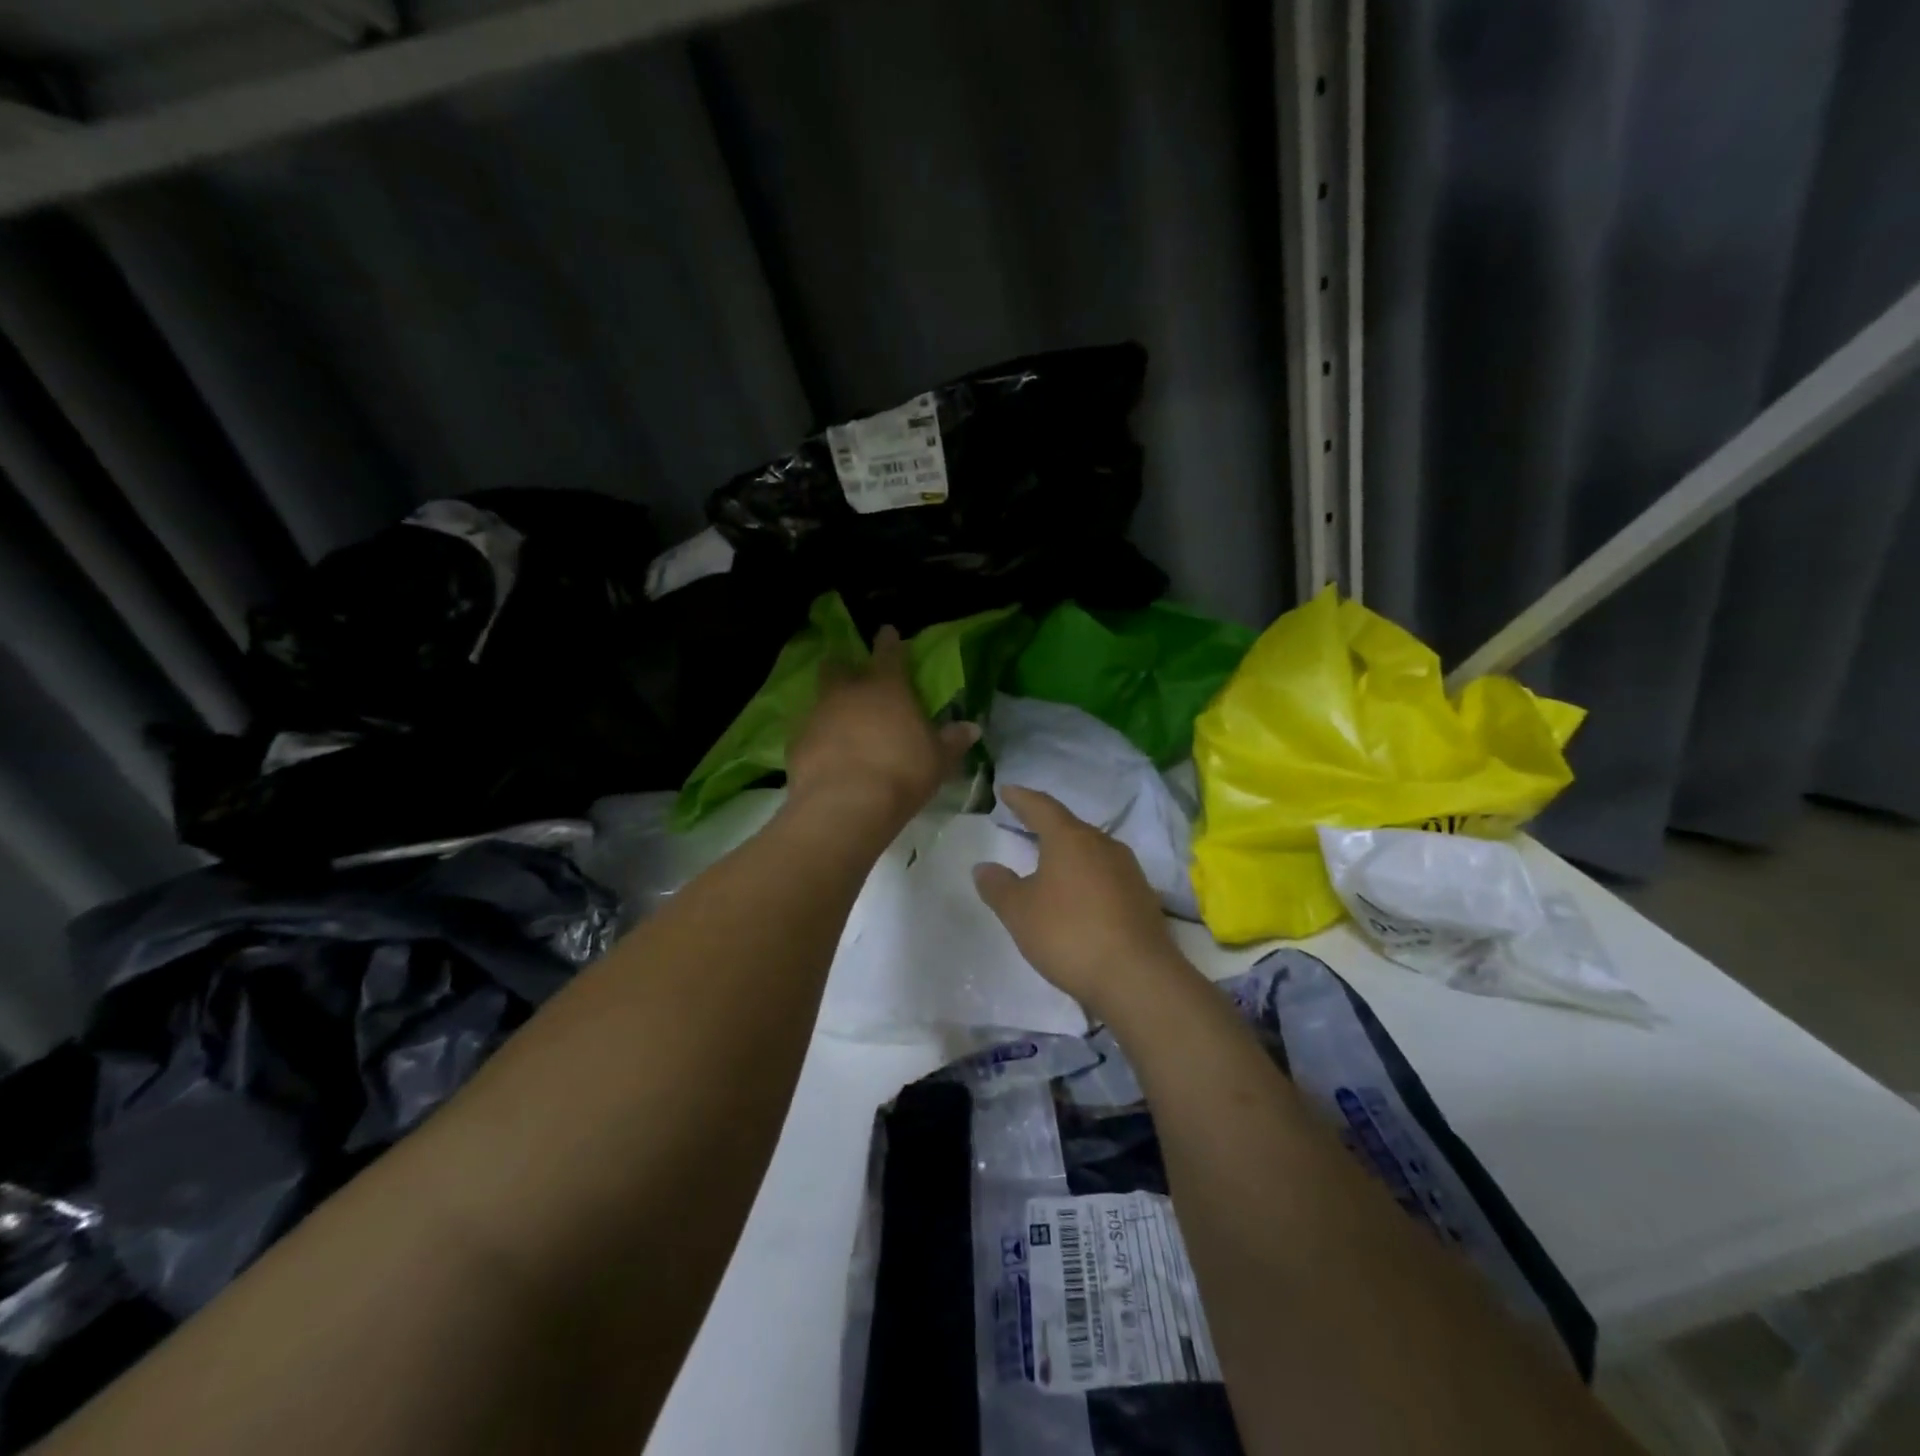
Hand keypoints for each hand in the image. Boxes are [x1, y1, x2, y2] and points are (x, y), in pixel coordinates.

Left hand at [785, 625, 978, 828]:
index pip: (889, 654)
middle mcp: (848, 692)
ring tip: (837, 717)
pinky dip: (817, 737)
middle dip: (843, 665)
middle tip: (848, 670)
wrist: (846, 804)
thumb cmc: (902, 773)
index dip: (889, 641)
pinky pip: (809, 732)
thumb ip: (952, 741)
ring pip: (820, 698)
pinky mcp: (797, 743)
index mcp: (886, 688)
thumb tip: (971, 728)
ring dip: (829, 703)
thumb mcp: (938, 760)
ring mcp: (818, 715)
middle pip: (839, 667)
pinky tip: (825, 752)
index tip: (886, 631)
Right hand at [973, 787, 1193, 1017]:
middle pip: (1070, 826)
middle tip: (1025, 824)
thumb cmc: (1069, 933)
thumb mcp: (1019, 912)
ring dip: (1069, 852)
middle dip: (1046, 825)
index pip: (1041, 806)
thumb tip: (984, 867)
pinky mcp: (1143, 897)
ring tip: (1051, 861)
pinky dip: (1087, 877)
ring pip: (1091, 850)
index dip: (1021, 798)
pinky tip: (1079, 895)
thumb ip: (999, 886)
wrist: (1137, 977)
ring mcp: (1128, 870)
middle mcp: (1103, 844)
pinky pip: (1107, 875)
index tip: (1005, 790)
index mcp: (1070, 838)